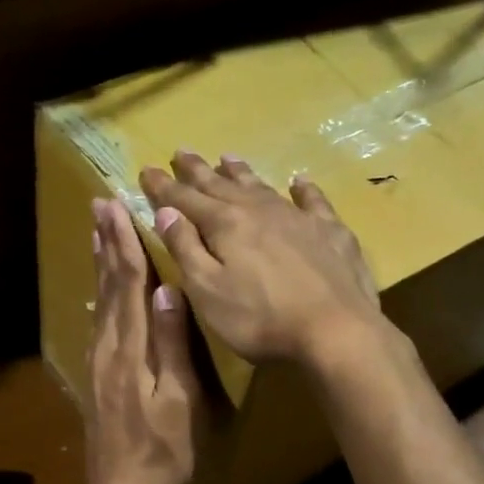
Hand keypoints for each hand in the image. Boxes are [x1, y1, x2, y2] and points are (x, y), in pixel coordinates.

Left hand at [83, 196, 200, 483]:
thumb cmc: (164, 450)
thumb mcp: (179, 400)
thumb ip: (172, 345)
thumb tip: (168, 290)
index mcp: (130, 350)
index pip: (128, 285)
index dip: (124, 244)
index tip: (117, 207)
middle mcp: (108, 348)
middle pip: (107, 285)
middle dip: (106, 243)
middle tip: (99, 205)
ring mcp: (98, 362)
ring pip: (100, 301)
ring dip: (100, 263)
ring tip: (98, 232)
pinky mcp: (97, 376)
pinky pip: (98, 321)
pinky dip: (100, 294)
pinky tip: (101, 288)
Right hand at [140, 152, 382, 367]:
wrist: (336, 331)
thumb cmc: (260, 319)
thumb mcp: (207, 291)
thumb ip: (185, 249)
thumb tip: (165, 212)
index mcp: (225, 225)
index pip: (184, 199)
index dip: (163, 186)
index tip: (146, 170)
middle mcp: (259, 211)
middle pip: (221, 185)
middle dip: (198, 170)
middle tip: (181, 152)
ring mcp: (298, 219)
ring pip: (262, 187)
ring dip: (241, 172)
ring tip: (227, 158)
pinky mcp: (331, 233)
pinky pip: (313, 201)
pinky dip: (303, 189)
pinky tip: (298, 181)